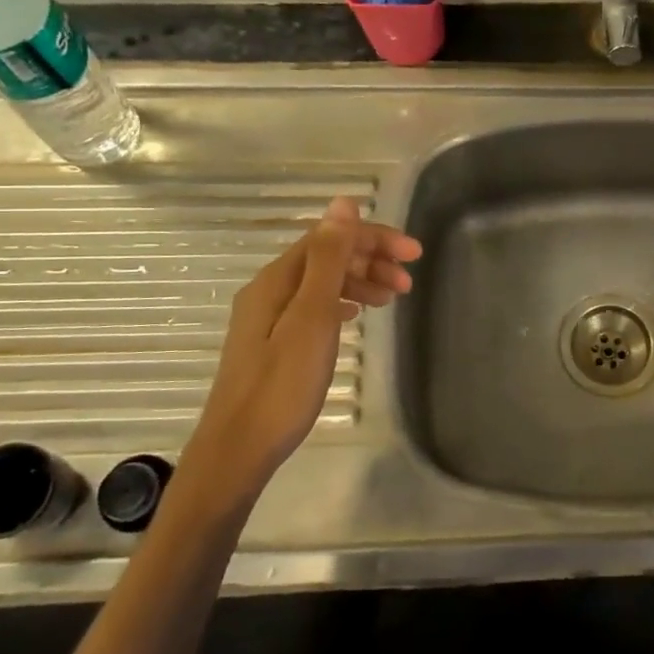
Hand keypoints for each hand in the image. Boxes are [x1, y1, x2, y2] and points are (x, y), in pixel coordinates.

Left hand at [182, 197, 420, 505]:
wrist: (238, 450)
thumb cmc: (281, 385)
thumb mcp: (311, 317)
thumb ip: (328, 259)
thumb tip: (343, 203)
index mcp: (277, 279)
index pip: (330, 238)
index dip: (374, 238)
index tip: (415, 253)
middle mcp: (269, 290)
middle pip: (326, 257)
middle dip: (371, 259)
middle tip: (409, 281)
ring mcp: (268, 318)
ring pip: (322, 283)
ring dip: (360, 281)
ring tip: (393, 298)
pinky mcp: (273, 343)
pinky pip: (316, 306)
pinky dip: (343, 302)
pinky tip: (357, 314)